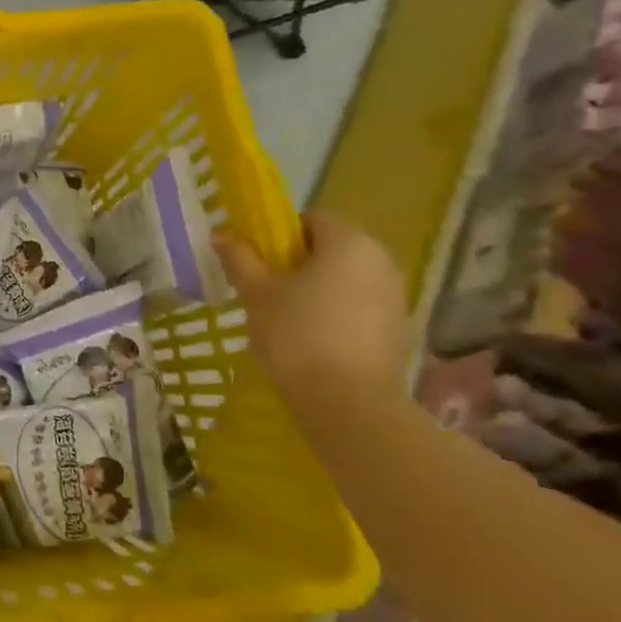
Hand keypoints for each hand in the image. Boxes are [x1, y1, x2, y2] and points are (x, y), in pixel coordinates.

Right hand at [213, 213, 409, 412]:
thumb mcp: (256, 292)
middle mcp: (381, 261)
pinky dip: (336, 311)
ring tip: (287, 316)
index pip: (311, 219)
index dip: (279, 234)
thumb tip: (221, 233)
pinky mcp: (398, 328)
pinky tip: (313, 338)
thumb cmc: (296, 334)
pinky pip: (359, 305)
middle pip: (331, 247)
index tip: (258, 260)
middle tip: (266, 289)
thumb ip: (239, 257)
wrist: (347, 402)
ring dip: (318, 288)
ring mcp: (395, 296)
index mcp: (349, 242)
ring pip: (346, 277)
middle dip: (298, 262)